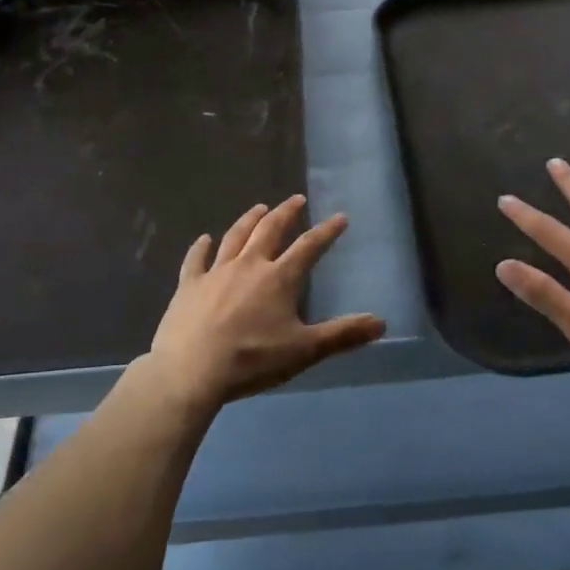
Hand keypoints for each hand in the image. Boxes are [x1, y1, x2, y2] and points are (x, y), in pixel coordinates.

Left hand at [148, 195, 385, 411]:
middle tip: (296, 199)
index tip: (340, 217)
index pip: (309, 247)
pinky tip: (204, 239)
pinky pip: (196, 260)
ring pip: (235, 237)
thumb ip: (342, 334)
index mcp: (279, 278)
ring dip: (249, 220)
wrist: (191, 370)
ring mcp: (216, 272)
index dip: (326, 231)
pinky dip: (201, 247)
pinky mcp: (189, 285)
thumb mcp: (304, 350)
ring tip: (259, 208)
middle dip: (286, 213)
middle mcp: (249, 265)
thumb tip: (381, 322)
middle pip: (270, 230)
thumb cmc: (253, 360)